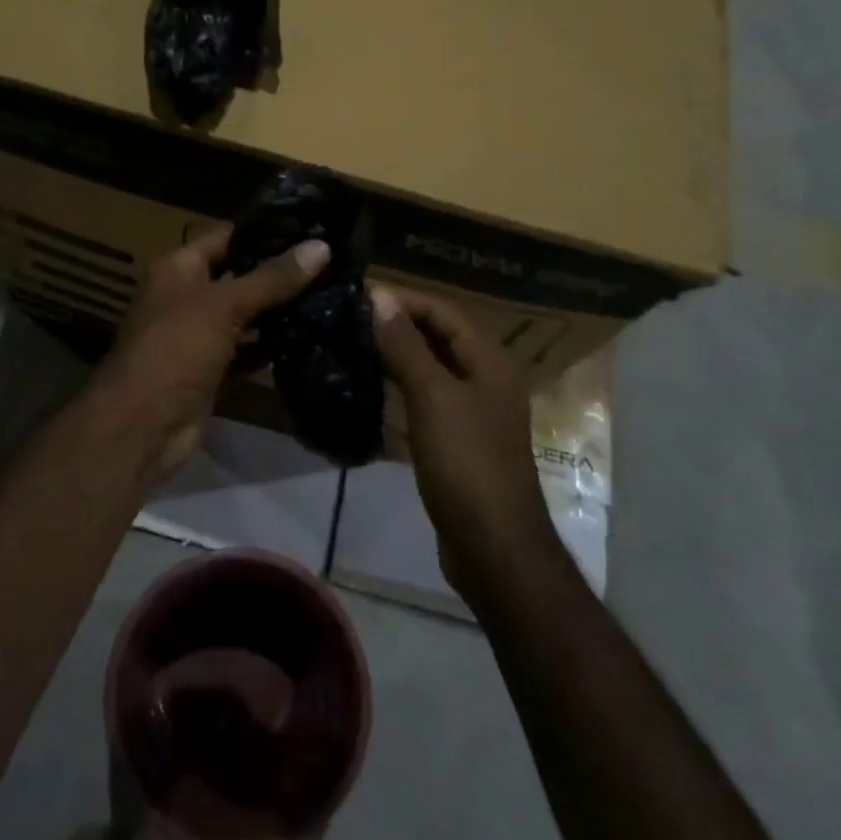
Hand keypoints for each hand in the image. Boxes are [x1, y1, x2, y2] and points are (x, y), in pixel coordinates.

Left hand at [95, 226, 329, 485]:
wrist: (144, 425)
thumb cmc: (176, 349)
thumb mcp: (224, 305)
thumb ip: (272, 278)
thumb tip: (322, 247)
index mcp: (178, 268)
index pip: (225, 237)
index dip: (264, 232)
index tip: (311, 227)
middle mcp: (186, 296)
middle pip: (238, 276)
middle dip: (278, 273)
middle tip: (331, 263)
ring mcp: (198, 335)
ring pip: (244, 315)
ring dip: (278, 311)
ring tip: (329, 295)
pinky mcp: (211, 370)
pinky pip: (246, 351)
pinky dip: (270, 347)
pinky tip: (308, 338)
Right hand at [370, 286, 556, 604]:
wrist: (492, 544)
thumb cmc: (466, 461)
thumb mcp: (433, 396)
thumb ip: (405, 345)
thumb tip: (379, 296)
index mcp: (490, 360)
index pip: (443, 311)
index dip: (402, 299)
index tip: (357, 294)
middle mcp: (486, 378)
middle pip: (438, 336)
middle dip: (397, 324)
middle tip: (348, 317)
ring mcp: (473, 410)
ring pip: (430, 367)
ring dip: (396, 353)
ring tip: (351, 344)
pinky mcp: (458, 438)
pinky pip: (426, 397)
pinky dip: (400, 385)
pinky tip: (370, 385)